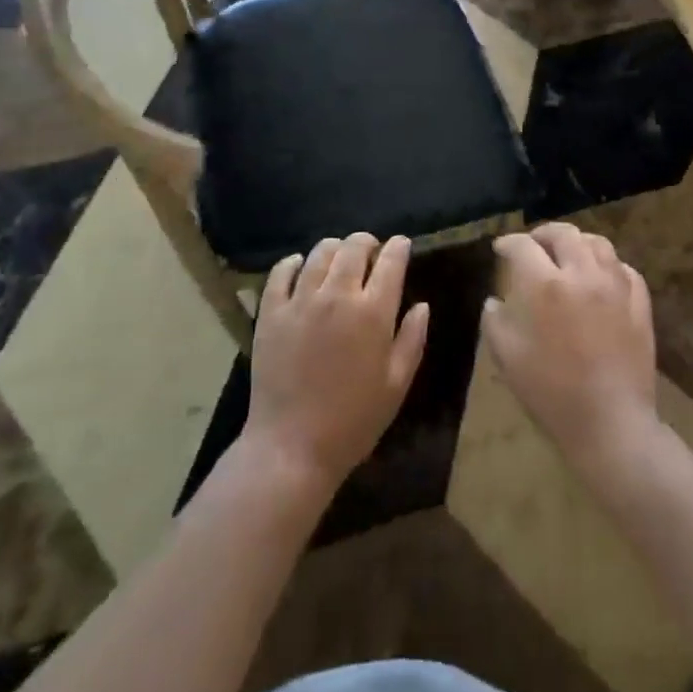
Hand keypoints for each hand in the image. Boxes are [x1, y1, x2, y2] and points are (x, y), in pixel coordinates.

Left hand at [242, 233, 429, 495]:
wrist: (292, 448)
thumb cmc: (353, 421)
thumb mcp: (396, 385)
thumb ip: (412, 340)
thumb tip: (421, 305)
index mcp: (373, 312)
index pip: (391, 261)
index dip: (399, 247)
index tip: (401, 246)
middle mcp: (337, 296)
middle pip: (354, 247)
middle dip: (367, 243)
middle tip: (370, 254)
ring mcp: (300, 301)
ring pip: (319, 253)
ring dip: (335, 249)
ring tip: (338, 260)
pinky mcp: (271, 312)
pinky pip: (280, 272)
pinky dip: (293, 263)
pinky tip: (299, 268)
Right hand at [482, 224, 657, 464]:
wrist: (610, 423)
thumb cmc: (551, 392)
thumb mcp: (507, 358)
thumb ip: (495, 322)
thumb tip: (494, 302)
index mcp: (546, 285)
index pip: (523, 246)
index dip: (508, 243)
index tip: (501, 249)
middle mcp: (582, 274)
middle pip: (563, 234)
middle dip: (543, 234)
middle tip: (534, 244)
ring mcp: (616, 286)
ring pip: (597, 243)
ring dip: (577, 243)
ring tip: (568, 254)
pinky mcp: (640, 303)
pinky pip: (623, 269)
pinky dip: (607, 265)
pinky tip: (599, 277)